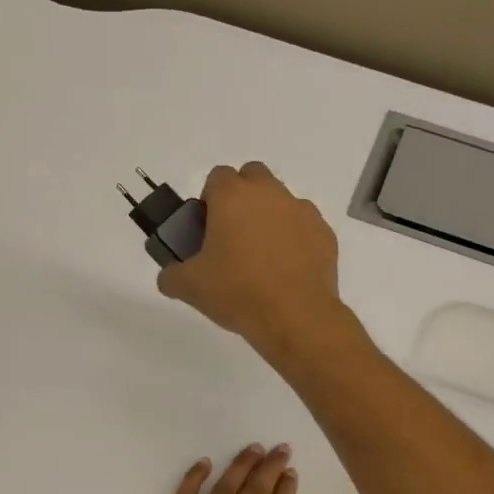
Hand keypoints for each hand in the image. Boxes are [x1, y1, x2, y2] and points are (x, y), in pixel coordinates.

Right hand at [157, 163, 346, 362]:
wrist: (295, 317)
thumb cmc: (237, 292)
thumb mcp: (190, 287)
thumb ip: (171, 275)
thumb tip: (169, 276)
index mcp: (233, 196)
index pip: (217, 177)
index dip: (209, 199)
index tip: (207, 228)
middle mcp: (270, 193)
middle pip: (253, 176)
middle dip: (242, 196)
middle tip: (232, 234)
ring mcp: (302, 211)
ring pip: (281, 200)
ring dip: (269, 217)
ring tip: (261, 257)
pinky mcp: (324, 233)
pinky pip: (303, 226)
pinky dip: (294, 239)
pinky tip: (286, 270)